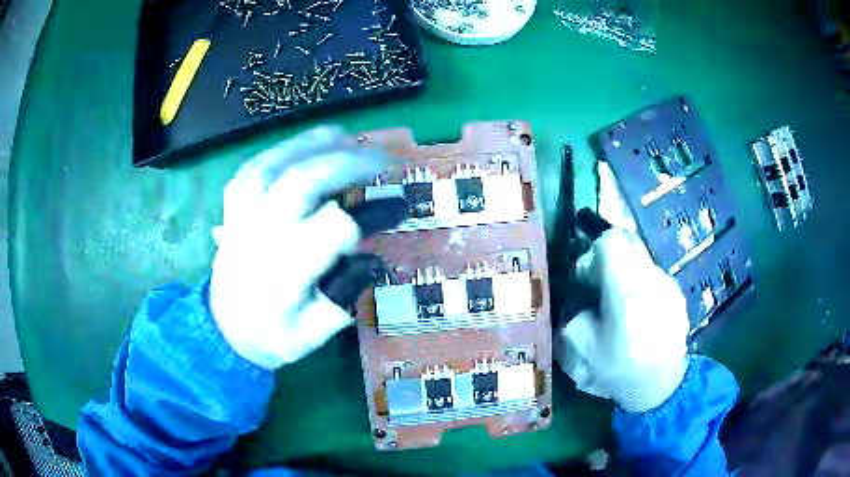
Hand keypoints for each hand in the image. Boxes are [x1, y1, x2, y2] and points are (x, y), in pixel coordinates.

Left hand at [209, 126, 402, 369]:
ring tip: (347, 136)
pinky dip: (281, 149)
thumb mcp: (309, 337)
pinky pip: (253, 166)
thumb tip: (373, 261)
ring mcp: (240, 216)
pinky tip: (304, 143)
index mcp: (284, 273)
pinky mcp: (231, 207)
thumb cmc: (269, 336)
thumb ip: (340, 302)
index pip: (334, 228)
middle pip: (303, 182)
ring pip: (275, 164)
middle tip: (383, 158)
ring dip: (314, 143)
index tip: (399, 207)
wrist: (222, 329)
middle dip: (348, 162)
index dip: (372, 213)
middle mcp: (260, 236)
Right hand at [555, 163, 689, 412]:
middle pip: (629, 239)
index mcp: (627, 289)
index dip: (593, 250)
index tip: (587, 276)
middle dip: (609, 252)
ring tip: (621, 301)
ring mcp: (668, 283)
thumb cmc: (619, 369)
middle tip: (600, 282)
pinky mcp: (677, 293)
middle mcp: (651, 278)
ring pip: (642, 256)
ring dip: (626, 268)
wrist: (661, 385)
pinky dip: (642, 282)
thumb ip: (574, 313)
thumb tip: (578, 294)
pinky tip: (640, 312)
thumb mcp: (582, 348)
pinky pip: (654, 273)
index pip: (612, 239)